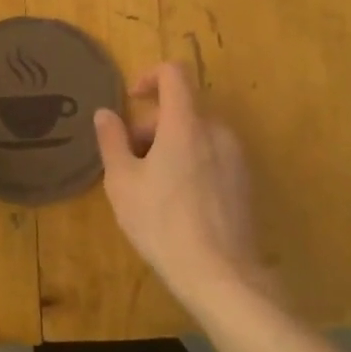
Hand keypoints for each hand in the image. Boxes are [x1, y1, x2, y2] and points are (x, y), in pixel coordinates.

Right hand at [94, 62, 268, 308]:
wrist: (222, 277)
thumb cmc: (163, 223)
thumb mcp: (122, 182)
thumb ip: (112, 140)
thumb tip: (105, 113)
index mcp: (185, 124)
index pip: (173, 74)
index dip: (149, 77)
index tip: (131, 100)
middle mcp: (216, 131)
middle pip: (181, 109)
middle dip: (151, 126)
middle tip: (129, 160)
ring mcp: (235, 157)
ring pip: (196, 134)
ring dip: (170, 145)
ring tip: (150, 186)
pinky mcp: (245, 182)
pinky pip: (212, 156)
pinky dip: (190, 162)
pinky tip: (177, 203)